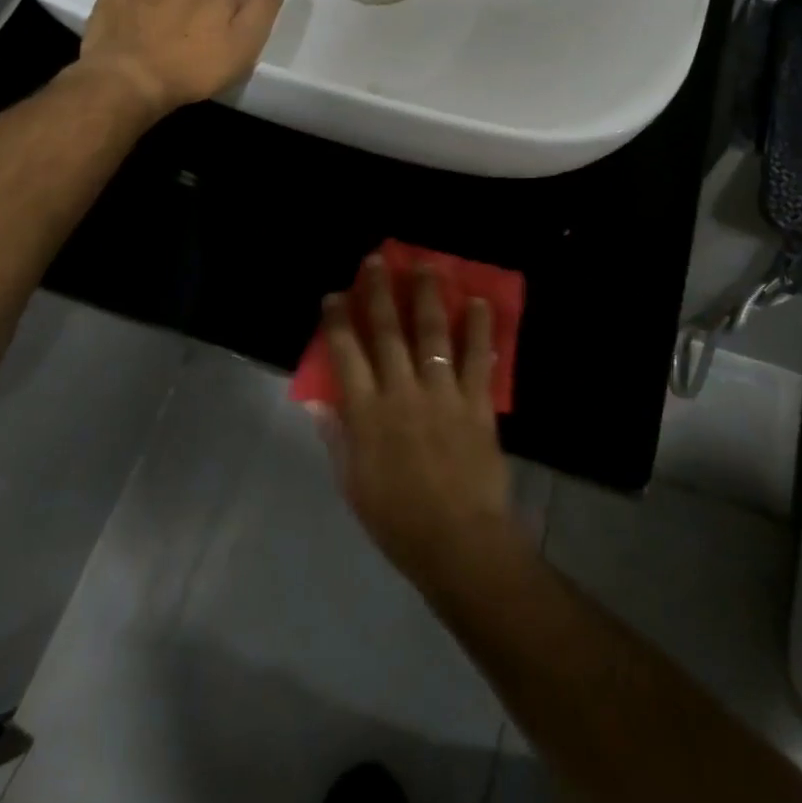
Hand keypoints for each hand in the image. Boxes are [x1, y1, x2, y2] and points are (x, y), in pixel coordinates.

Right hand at [319, 254, 520, 594]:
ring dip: (428, 296)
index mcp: (367, 414)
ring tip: (427, 266)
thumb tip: (320, 400)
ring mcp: (442, 394)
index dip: (339, 321)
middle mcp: (402, 393)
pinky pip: (477, 358)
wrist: (457, 542)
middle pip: (387, 332)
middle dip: (379, 292)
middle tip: (377, 260)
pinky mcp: (475, 403)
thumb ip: (338, 436)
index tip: (335, 294)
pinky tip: (480, 302)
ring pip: (433, 334)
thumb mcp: (353, 483)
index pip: (346, 355)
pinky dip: (480, 328)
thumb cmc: (397, 520)